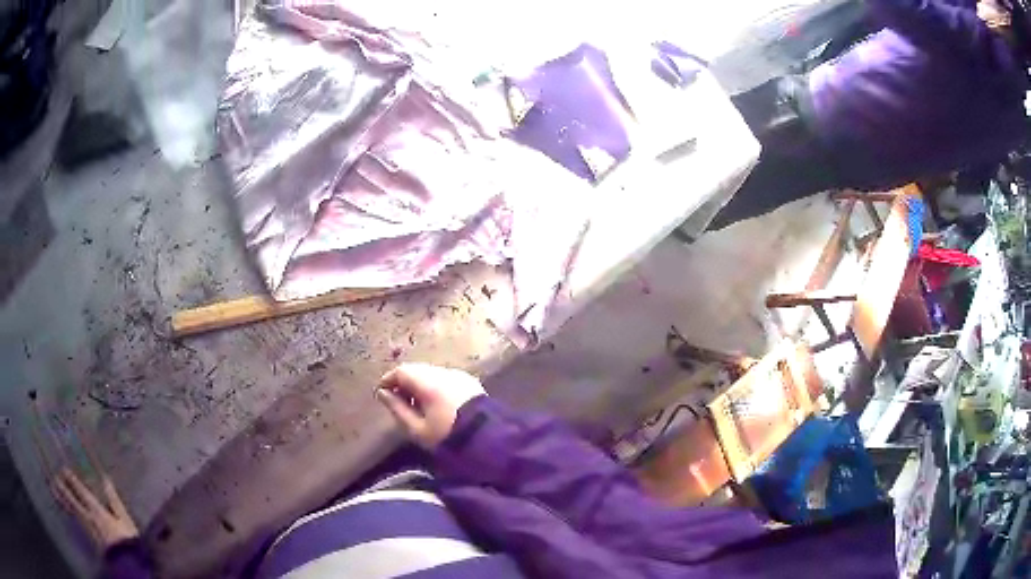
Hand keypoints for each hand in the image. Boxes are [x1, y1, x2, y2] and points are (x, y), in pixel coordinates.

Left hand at [51, 469, 138, 549]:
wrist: (128, 567)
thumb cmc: (128, 542)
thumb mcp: (126, 522)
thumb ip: (115, 501)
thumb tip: (105, 480)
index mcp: (96, 510)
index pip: (80, 490)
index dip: (72, 479)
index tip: (64, 469)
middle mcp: (87, 517)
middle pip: (71, 499)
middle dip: (63, 488)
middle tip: (55, 477)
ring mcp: (86, 530)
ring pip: (70, 510)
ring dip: (62, 499)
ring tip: (54, 490)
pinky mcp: (87, 539)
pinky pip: (74, 522)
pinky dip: (67, 513)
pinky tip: (64, 510)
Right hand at [376, 363, 485, 448]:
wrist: (491, 439)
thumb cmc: (449, 436)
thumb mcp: (417, 429)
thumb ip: (397, 409)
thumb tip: (382, 393)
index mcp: (428, 382)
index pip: (401, 371)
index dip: (388, 380)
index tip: (382, 393)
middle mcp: (443, 372)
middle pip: (417, 370)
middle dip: (404, 382)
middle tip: (397, 400)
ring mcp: (459, 375)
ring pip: (431, 374)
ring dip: (420, 384)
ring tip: (416, 405)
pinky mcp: (470, 381)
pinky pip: (445, 378)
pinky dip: (435, 386)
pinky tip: (435, 404)